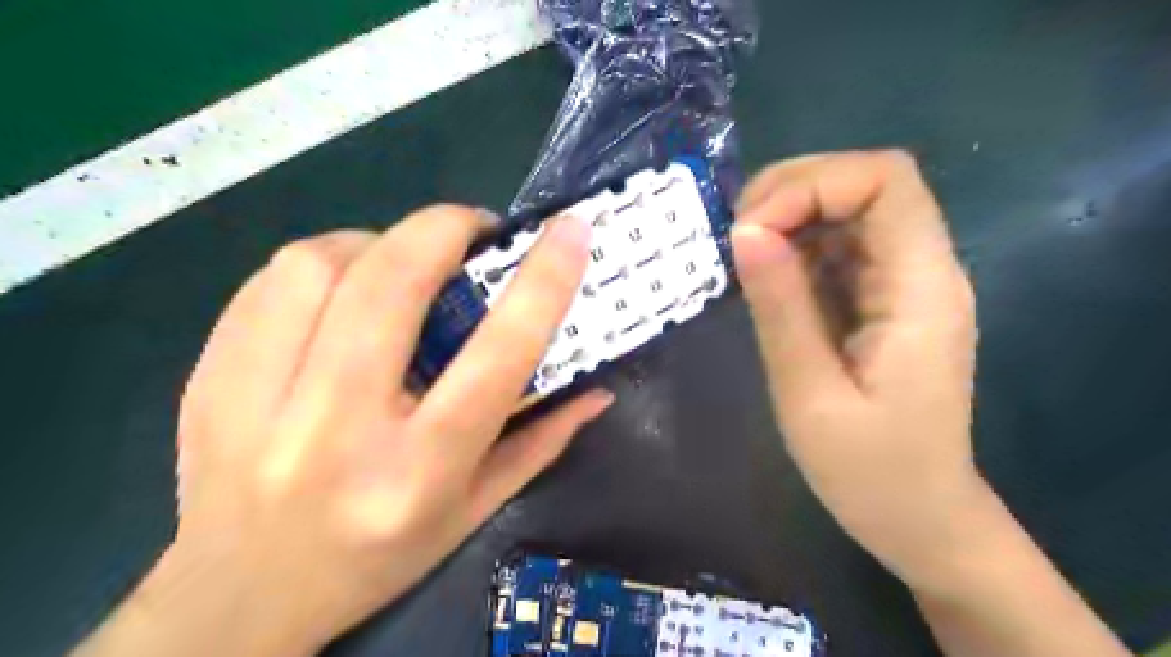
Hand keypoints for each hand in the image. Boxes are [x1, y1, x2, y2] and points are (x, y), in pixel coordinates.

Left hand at [79, 206, 613, 656]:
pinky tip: (342, 285)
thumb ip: (541, 442)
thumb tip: (598, 389)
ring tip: (402, 259)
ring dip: (377, 242)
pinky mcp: (206, 381)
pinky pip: (266, 282)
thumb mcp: (474, 511)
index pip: (494, 359)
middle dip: (443, 230)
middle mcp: (335, 433)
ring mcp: (255, 404)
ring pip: (317, 266)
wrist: (241, 599)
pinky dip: (322, 263)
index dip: (540, 285)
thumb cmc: (378, 557)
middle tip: (472, 228)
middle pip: (390, 287)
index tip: (568, 233)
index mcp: (417, 472)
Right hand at [730, 153, 979, 581]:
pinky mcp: (879, 300)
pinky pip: (836, 248)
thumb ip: (780, 307)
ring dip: (787, 217)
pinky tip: (762, 279)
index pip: (885, 180)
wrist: (917, 517)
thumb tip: (744, 231)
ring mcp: (900, 283)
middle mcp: (921, 270)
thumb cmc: (868, 471)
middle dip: (791, 193)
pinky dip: (791, 248)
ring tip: (739, 257)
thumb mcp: (810, 392)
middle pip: (865, 182)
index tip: (751, 230)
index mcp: (921, 289)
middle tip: (734, 239)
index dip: (813, 184)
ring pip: (846, 209)